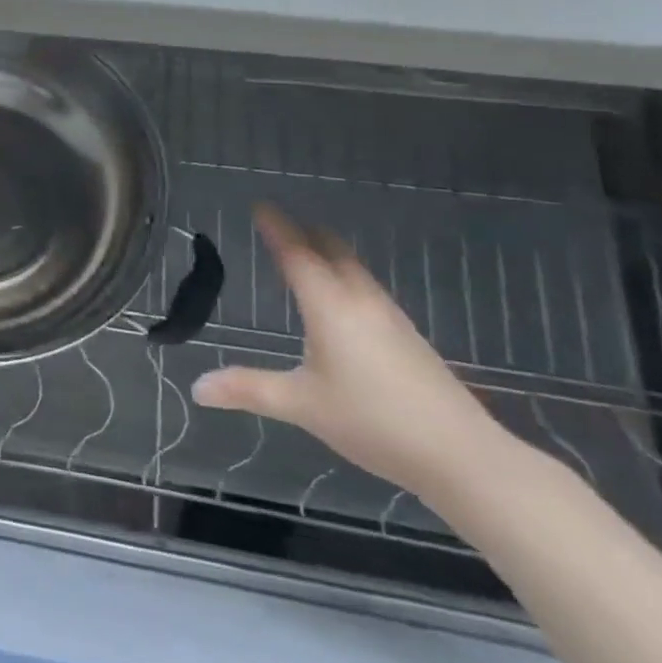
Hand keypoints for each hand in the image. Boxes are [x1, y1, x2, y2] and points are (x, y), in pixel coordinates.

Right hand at [191, 203, 504, 501]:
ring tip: (306, 254)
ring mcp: (390, 317)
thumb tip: (197, 387)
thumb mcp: (302, 405)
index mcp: (329, 305)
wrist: (464, 457)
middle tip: (279, 224)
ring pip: (354, 268)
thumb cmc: (373, 421)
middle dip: (304, 232)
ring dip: (327, 253)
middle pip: (331, 249)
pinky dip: (345, 276)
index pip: (296, 253)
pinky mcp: (409, 337)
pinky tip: (342, 300)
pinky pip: (368, 288)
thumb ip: (249, 389)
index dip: (276, 227)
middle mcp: (360, 300)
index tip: (260, 205)